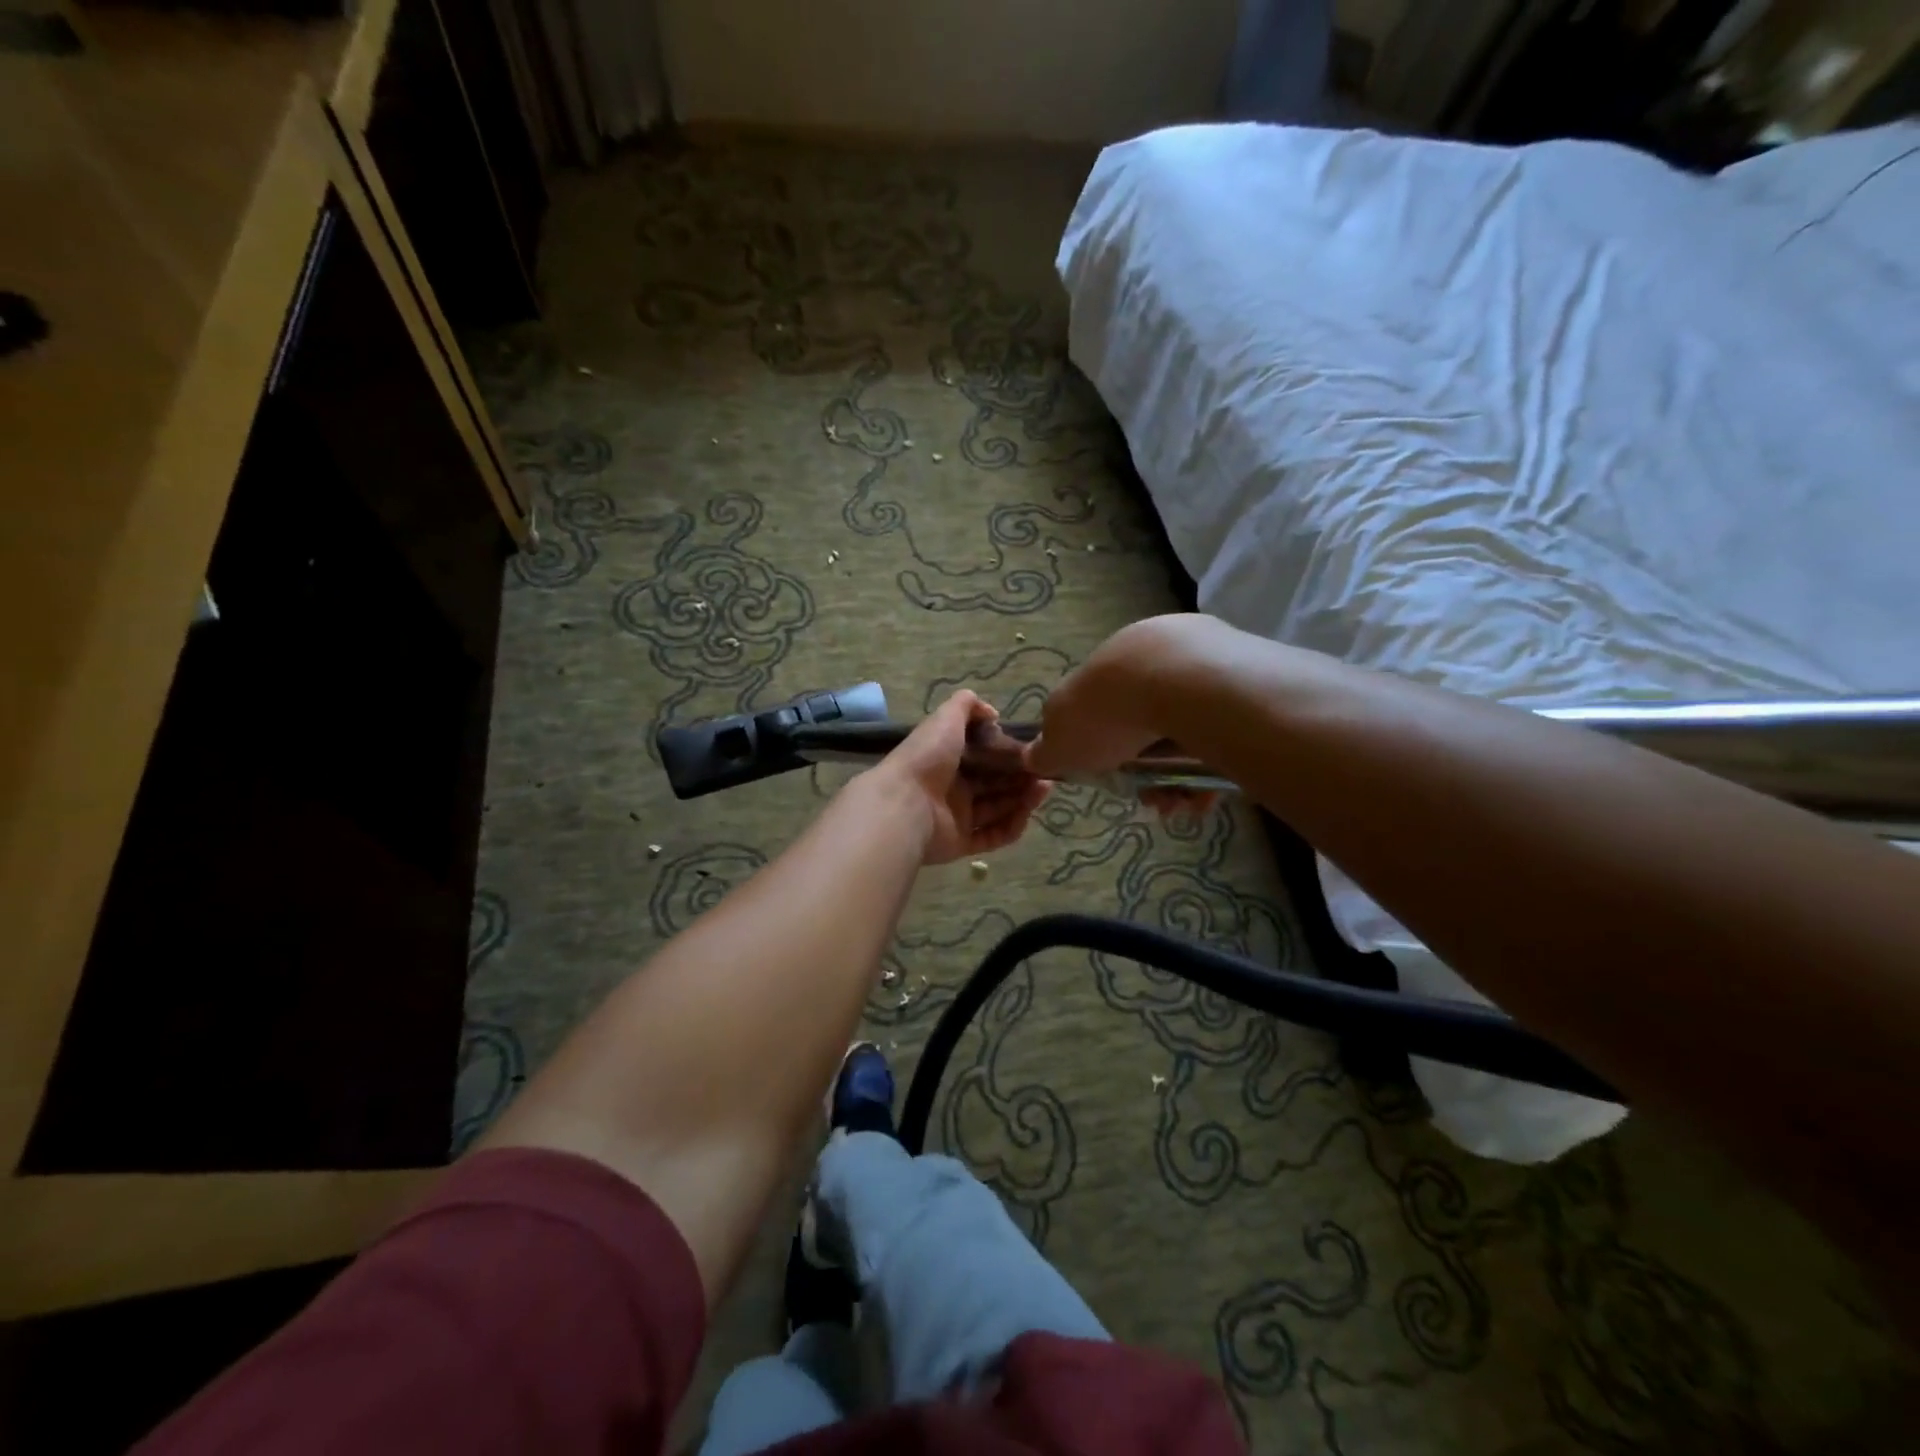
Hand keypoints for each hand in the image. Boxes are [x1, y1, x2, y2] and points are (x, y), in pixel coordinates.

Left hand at [869, 690, 1049, 865]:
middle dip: (1021, 777)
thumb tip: (993, 713)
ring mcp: (956, 817)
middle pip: (995, 783)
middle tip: (1046, 772)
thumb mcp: (946, 718)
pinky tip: (1027, 814)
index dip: (1008, 752)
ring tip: (1044, 788)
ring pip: (997, 809)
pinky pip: (992, 836)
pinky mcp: (961, 843)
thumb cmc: (927, 758)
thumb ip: (967, 705)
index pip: (984, 755)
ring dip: (1022, 800)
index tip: (1032, 749)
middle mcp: (952, 787)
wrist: (904, 805)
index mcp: (947, 758)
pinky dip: (1011, 827)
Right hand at [1024, 615, 1227, 819]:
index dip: (1105, 754)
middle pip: (1146, 726)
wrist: (1177, 683)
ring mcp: (1194, 663)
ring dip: (1179, 778)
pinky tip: (1208, 792)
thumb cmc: (1106, 716)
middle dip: (1148, 773)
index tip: (1113, 781)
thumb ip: (1046, 751)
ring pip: (1184, 732)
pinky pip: (1220, 731)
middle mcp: (1146, 658)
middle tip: (1155, 801)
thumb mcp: (1059, 743)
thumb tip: (1032, 755)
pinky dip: (1211, 764)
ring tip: (1184, 804)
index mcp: (1104, 668)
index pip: (1101, 712)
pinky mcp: (1236, 678)